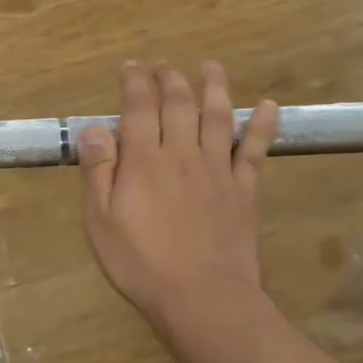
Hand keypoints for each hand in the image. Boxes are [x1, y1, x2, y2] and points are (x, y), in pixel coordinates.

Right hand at [77, 62, 279, 336]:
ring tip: (210, 67)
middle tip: (164, 65)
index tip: (131, 66)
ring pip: (218, 117)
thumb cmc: (141, 263)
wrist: (203, 297)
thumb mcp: (100, 221)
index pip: (139, 109)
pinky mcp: (244, 190)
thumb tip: (94, 127)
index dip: (135, 83)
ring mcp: (218, 170)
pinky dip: (262, 126)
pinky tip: (268, 106)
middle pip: (179, 105)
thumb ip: (98, 171)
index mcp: (144, 161)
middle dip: (170, 79)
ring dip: (214, 87)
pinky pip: (255, 150)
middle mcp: (183, 154)